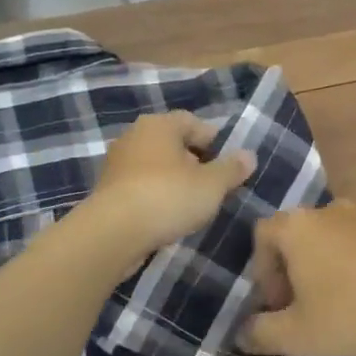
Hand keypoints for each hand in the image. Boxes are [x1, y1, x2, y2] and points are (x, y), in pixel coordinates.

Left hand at [82, 112, 254, 264]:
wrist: (113, 233)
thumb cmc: (168, 197)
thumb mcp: (212, 185)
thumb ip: (232, 169)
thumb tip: (249, 156)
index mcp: (160, 125)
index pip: (193, 122)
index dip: (214, 141)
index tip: (227, 164)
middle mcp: (134, 136)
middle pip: (172, 143)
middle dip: (193, 161)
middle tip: (211, 186)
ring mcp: (116, 163)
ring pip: (154, 166)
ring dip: (172, 181)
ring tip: (190, 204)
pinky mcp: (107, 190)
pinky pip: (139, 186)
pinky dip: (154, 196)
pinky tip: (165, 217)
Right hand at [241, 200, 355, 355]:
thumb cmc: (348, 314)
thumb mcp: (295, 335)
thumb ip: (260, 332)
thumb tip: (241, 334)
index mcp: (298, 226)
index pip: (263, 234)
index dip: (262, 270)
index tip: (276, 304)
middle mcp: (331, 211)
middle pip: (300, 234)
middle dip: (295, 269)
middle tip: (303, 307)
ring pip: (336, 239)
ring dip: (330, 267)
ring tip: (340, 305)